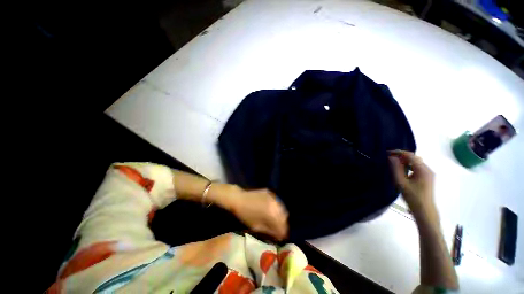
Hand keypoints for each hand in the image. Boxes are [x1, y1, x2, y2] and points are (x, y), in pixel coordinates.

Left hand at [229, 188, 288, 240]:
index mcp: (273, 214)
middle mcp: (276, 204)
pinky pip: (276, 201)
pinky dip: (276, 207)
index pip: (283, 226)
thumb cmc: (246, 214)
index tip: (281, 238)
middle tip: (278, 229)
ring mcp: (273, 197)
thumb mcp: (257, 227)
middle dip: (282, 224)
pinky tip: (271, 210)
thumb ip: (269, 231)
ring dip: (280, 215)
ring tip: (275, 220)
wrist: (239, 198)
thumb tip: (278, 235)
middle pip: (284, 216)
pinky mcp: (270, 193)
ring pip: (281, 208)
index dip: (282, 233)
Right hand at [388, 150, 434, 213]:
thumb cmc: (412, 197)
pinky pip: (417, 167)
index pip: (410, 155)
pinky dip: (409, 166)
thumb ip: (396, 169)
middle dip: (401, 156)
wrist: (424, 210)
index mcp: (423, 170)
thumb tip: (391, 157)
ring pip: (416, 162)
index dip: (398, 152)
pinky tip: (402, 170)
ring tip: (394, 164)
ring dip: (405, 161)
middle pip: (414, 158)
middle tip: (389, 159)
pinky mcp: (427, 178)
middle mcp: (428, 169)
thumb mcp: (401, 182)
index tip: (387, 153)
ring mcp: (428, 174)